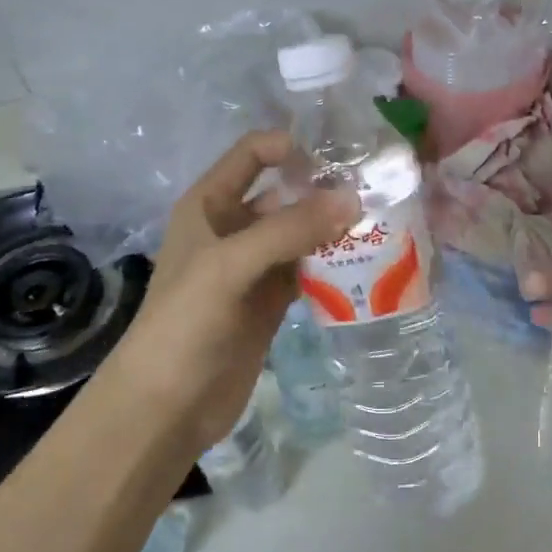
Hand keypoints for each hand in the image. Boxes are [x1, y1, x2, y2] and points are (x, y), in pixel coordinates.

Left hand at [102, 131, 358, 457]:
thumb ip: (289, 230)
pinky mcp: (272, 302)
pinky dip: (335, 267)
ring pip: (302, 234)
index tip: (341, 156)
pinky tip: (369, 266)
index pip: (253, 154)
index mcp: (209, 205)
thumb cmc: (185, 323)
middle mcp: (233, 228)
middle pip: (285, 194)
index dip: (292, 146)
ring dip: (335, 230)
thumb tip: (353, 199)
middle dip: (326, 191)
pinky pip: (309, 271)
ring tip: (384, 225)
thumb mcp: (229, 266)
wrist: (167, 406)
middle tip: (378, 193)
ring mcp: (254, 267)